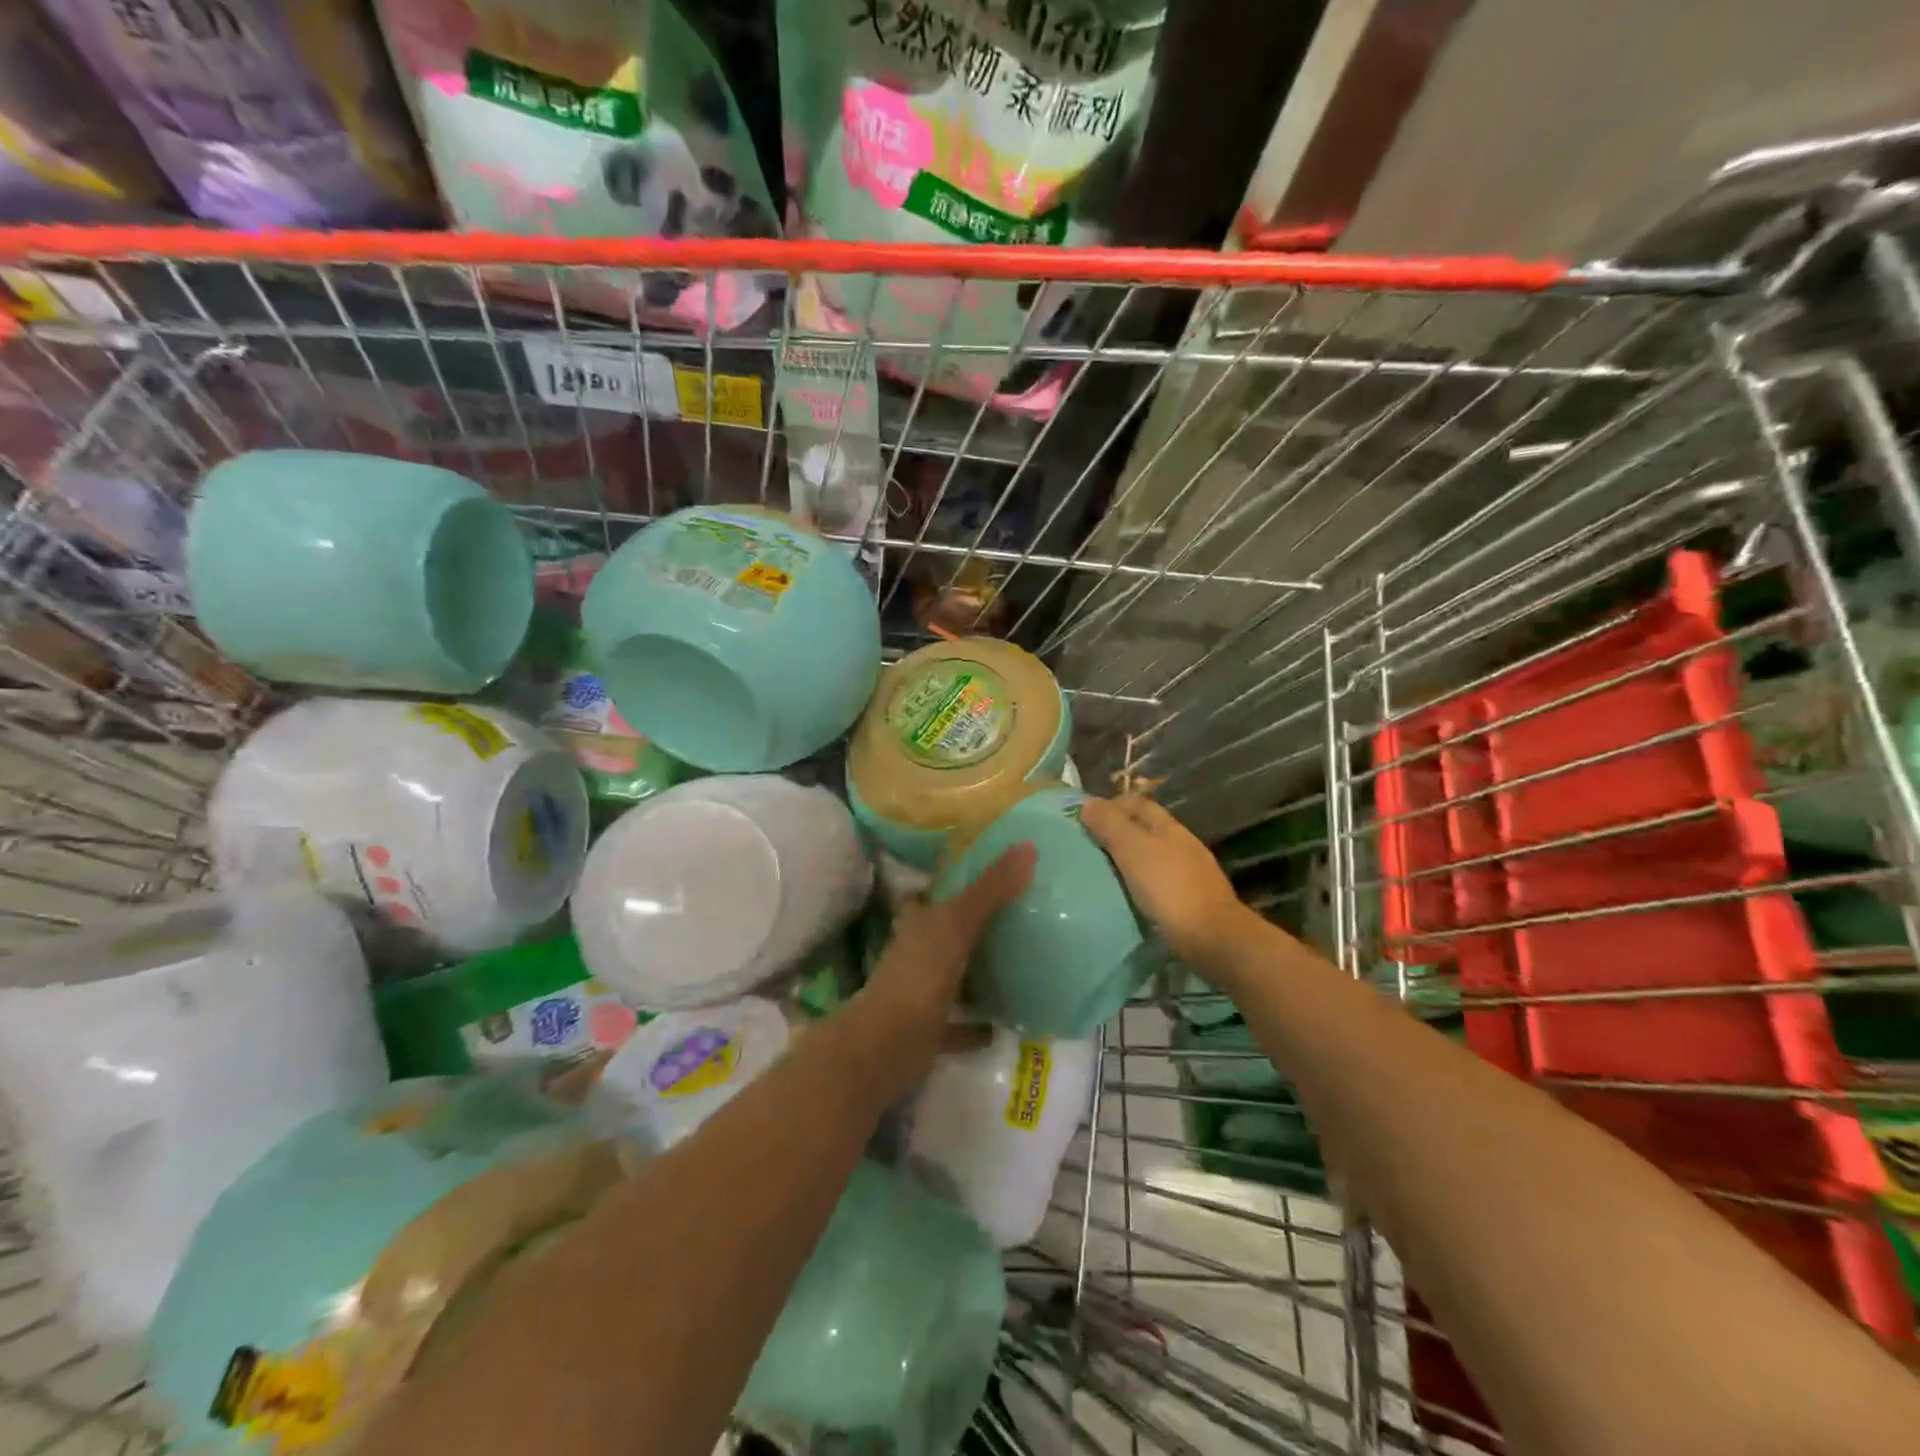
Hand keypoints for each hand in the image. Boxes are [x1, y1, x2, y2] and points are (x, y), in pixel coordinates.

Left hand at [847, 843, 1035, 1099]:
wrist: (888, 1044)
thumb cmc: (920, 973)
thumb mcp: (958, 923)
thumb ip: (991, 888)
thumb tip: (1027, 847)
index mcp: (918, 923)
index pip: (930, 896)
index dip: (950, 886)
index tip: (983, 878)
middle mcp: (915, 954)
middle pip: (943, 934)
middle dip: (968, 928)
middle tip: (1012, 920)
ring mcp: (920, 994)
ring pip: (951, 978)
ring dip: (973, 975)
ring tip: (1014, 967)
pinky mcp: (928, 1031)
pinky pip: (957, 1025)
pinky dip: (975, 1026)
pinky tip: (1002, 1025)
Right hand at [1080, 794, 1249, 962]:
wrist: (1213, 938)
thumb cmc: (1169, 888)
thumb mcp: (1133, 850)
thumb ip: (1110, 825)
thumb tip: (1088, 803)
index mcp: (1168, 827)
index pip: (1137, 803)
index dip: (1111, 806)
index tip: (1084, 821)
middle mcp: (1182, 844)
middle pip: (1145, 829)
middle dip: (1118, 834)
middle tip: (1088, 848)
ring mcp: (1190, 873)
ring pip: (1152, 857)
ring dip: (1129, 861)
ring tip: (1102, 874)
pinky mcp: (1191, 900)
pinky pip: (1158, 883)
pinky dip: (1141, 884)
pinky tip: (1128, 897)